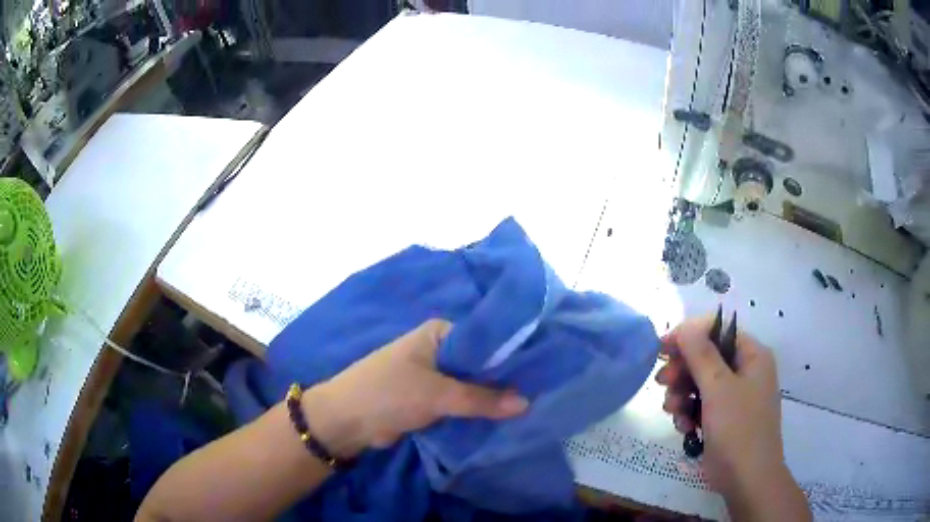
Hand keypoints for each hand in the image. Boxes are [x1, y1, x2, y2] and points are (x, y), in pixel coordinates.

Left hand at [301, 319, 528, 458]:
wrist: (347, 420)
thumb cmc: (389, 393)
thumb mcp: (437, 394)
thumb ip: (482, 399)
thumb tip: (527, 403)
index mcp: (440, 333)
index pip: (487, 339)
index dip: (513, 355)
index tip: (542, 371)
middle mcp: (440, 350)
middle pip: (481, 364)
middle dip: (503, 381)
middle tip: (540, 394)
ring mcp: (435, 376)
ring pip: (472, 386)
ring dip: (491, 399)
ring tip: (529, 409)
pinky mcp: (430, 399)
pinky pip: (461, 403)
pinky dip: (476, 411)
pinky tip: (502, 420)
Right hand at [656, 317, 809, 519]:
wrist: (747, 478)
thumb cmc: (738, 428)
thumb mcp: (718, 388)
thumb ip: (701, 354)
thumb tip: (686, 326)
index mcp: (752, 355)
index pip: (718, 330)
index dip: (690, 334)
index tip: (663, 347)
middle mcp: (745, 371)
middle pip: (707, 357)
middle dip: (683, 370)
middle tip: (662, 382)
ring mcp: (735, 396)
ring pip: (700, 383)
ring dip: (682, 394)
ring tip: (672, 410)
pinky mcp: (723, 418)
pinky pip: (701, 405)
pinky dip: (688, 413)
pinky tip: (683, 427)